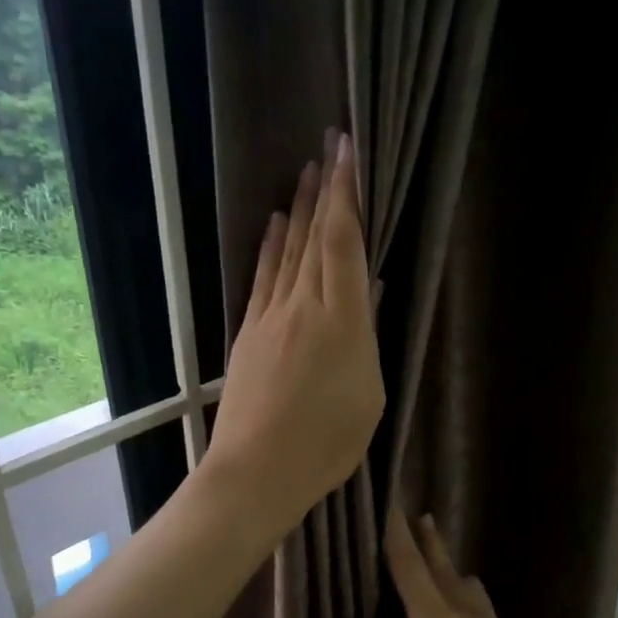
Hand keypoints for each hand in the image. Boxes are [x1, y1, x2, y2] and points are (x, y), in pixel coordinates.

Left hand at [204, 130, 384, 537]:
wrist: (257, 471)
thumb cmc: (326, 444)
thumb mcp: (368, 397)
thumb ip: (366, 340)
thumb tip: (367, 296)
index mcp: (341, 321)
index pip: (342, 242)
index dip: (346, 194)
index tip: (348, 151)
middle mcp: (303, 306)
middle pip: (312, 236)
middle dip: (323, 189)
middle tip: (329, 146)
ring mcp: (270, 317)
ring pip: (286, 251)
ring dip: (297, 210)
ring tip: (306, 174)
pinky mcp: (249, 334)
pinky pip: (262, 277)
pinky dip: (268, 247)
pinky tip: (273, 226)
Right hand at [382, 509, 543, 617]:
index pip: (410, 568)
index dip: (397, 536)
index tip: (391, 508)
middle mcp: (467, 614)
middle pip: (442, 566)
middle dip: (428, 541)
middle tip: (418, 516)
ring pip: (464, 584)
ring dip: (446, 570)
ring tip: (429, 570)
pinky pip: (475, 605)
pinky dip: (458, 595)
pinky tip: (448, 611)